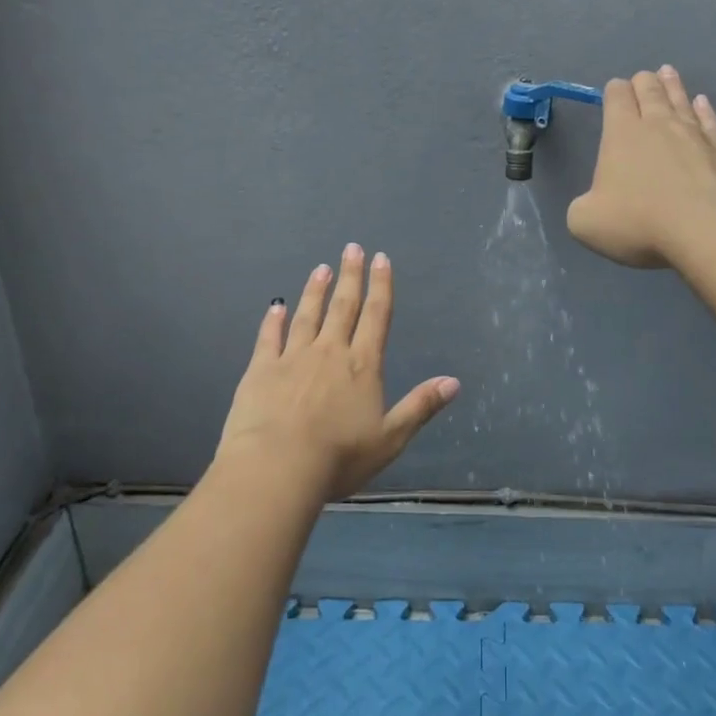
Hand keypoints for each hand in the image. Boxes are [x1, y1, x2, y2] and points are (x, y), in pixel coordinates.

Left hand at [213, 244, 459, 503]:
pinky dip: (273, 321)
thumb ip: (420, 406)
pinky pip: (269, 338)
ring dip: (315, 291)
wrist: (277, 466)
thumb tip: (454, 381)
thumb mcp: (391, 437)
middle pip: (343, 307)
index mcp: (363, 365)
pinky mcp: (261, 370)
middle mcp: (330, 352)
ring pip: (307, 316)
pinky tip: (275, 307)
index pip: (376, 316)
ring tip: (320, 269)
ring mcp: (293, 358)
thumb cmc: (339, 456)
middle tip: (351, 248)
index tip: (381, 259)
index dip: (381, 287)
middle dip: (350, 276)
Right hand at [567, 66, 715, 268]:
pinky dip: (705, 110)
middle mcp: (660, 125)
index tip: (614, 93)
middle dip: (643, 82)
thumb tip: (593, 204)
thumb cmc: (639, 222)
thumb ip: (583, 207)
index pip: (616, 97)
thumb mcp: (586, 222)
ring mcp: (696, 135)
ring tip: (668, 72)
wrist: (708, 229)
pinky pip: (711, 122)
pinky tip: (703, 103)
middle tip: (643, 78)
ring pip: (681, 100)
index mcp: (622, 133)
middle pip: (650, 91)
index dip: (614, 91)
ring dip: (673, 86)